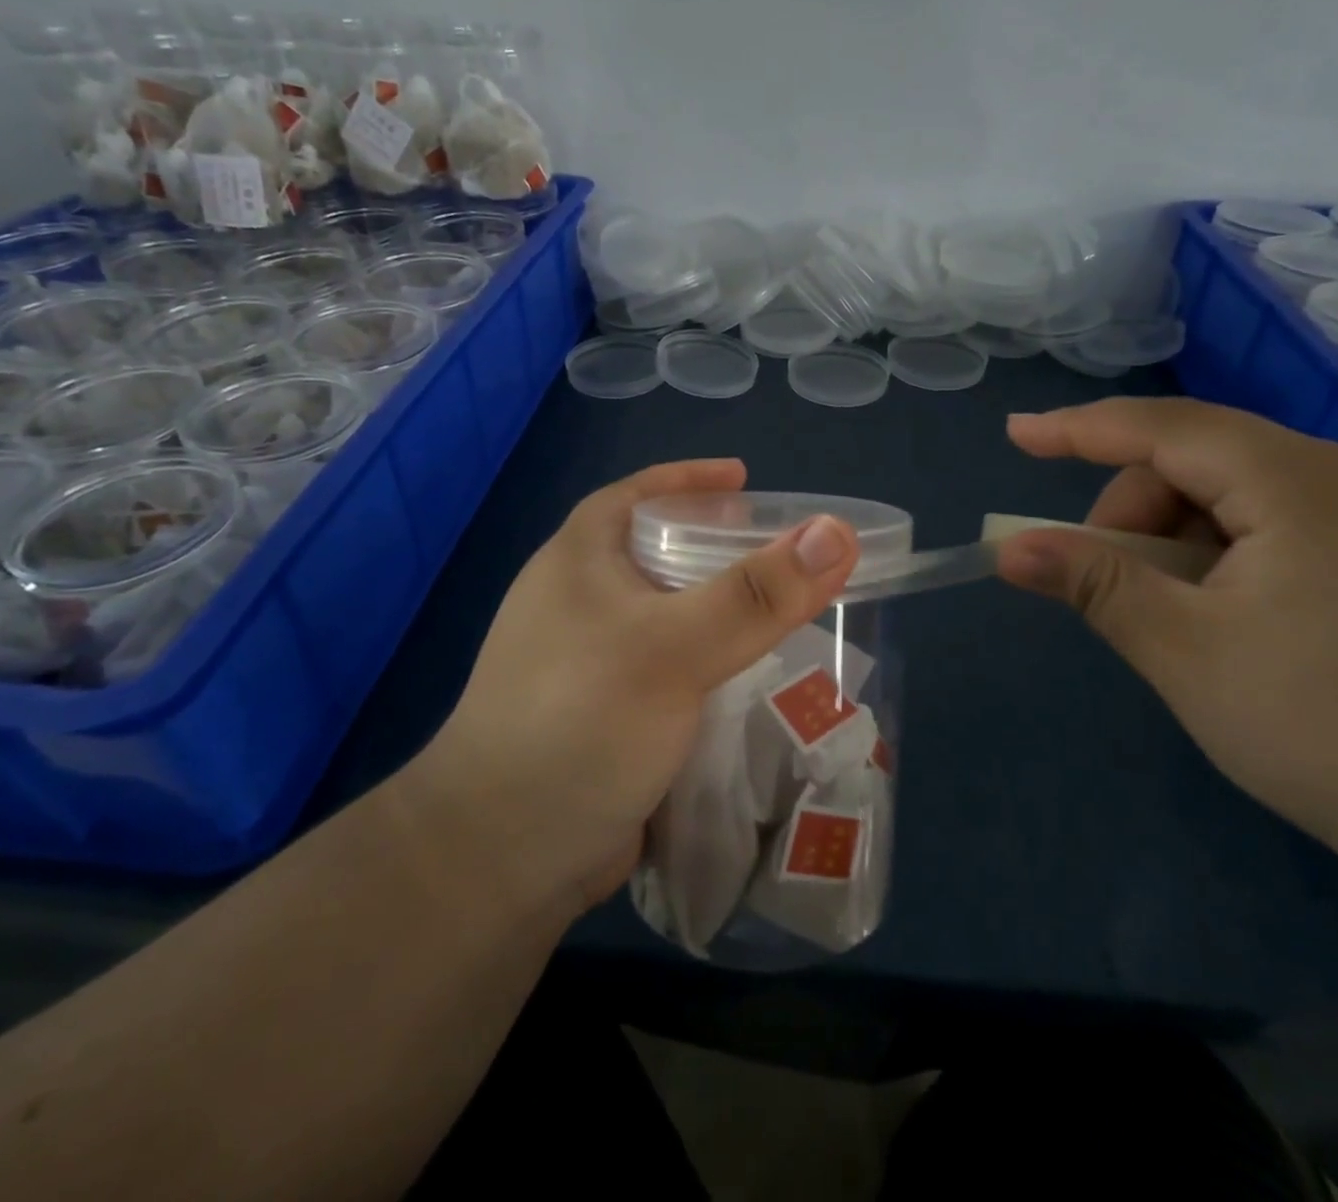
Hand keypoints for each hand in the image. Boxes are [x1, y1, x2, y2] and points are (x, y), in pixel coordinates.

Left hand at [414, 459, 858, 918]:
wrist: (502, 858)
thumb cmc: (579, 721)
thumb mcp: (672, 646)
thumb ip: (756, 593)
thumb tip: (835, 533)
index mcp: (580, 562)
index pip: (637, 494)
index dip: (690, 479)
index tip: (745, 479)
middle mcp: (581, 602)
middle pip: (659, 552)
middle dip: (717, 545)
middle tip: (777, 549)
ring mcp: (592, 662)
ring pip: (671, 616)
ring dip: (720, 609)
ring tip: (780, 608)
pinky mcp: (610, 715)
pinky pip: (673, 670)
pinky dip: (712, 663)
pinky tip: (754, 676)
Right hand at [995, 397, 1337, 917]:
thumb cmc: (1325, 731)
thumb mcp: (1183, 651)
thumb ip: (1092, 583)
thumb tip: (1010, 549)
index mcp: (1310, 485)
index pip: (1169, 429)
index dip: (1081, 428)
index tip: (1017, 434)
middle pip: (1209, 460)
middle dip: (1141, 512)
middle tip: (1117, 587)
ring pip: (1250, 492)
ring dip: (1188, 538)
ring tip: (1185, 615)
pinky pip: (1294, 520)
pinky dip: (1237, 551)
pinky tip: (1239, 613)